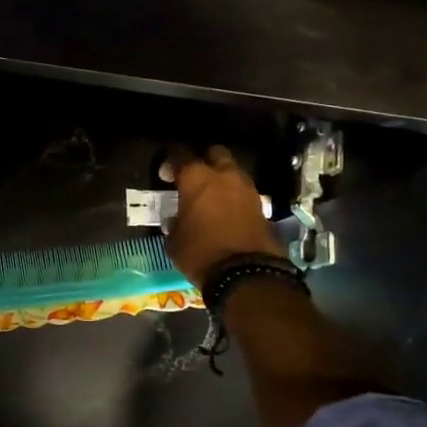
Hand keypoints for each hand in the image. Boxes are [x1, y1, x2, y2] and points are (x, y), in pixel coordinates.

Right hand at [162, 145, 282, 289]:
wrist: (247, 273)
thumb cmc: (201, 253)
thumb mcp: (175, 241)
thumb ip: (174, 224)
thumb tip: (177, 220)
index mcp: (196, 178)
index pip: (180, 156)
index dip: (170, 163)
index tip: (165, 175)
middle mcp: (223, 175)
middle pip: (215, 153)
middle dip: (203, 160)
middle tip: (193, 177)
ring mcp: (246, 189)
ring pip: (232, 171)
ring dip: (222, 179)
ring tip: (210, 197)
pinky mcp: (262, 205)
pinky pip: (243, 192)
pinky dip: (234, 197)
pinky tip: (225, 212)